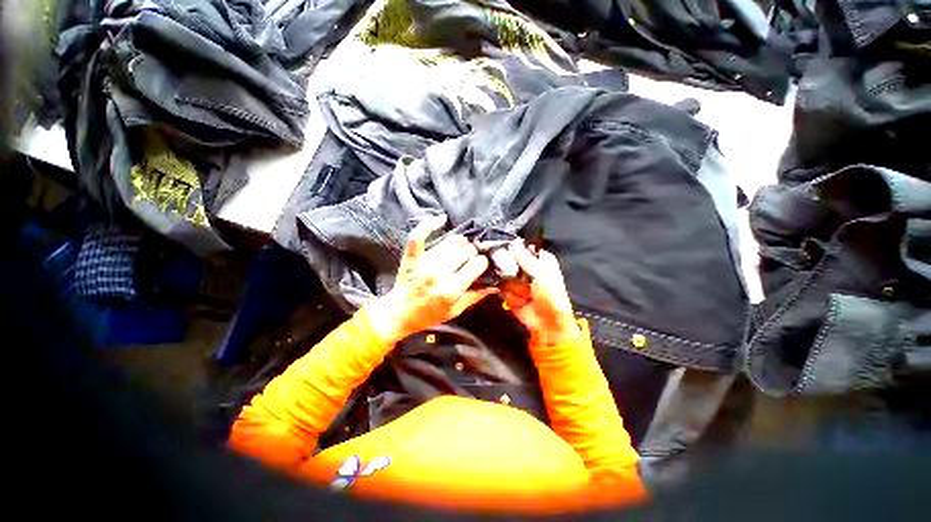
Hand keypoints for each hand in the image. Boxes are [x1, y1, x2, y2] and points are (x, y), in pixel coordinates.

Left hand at [366, 216, 495, 343]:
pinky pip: (420, 234)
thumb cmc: (429, 314)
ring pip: (452, 241)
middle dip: (473, 252)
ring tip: (461, 247)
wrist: (399, 313)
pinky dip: (430, 224)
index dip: (483, 262)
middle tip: (471, 257)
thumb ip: (474, 297)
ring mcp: (425, 262)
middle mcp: (439, 273)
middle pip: (466, 250)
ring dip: (461, 242)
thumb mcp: (454, 311)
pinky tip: (442, 219)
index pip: (477, 264)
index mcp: (451, 289)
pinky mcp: (412, 256)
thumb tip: (495, 284)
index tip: (481, 264)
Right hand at [501, 241, 581, 346]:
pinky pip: (501, 288)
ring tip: (523, 293)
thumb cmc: (551, 297)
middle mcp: (528, 268)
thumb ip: (527, 259)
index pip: (523, 247)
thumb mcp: (541, 275)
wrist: (548, 324)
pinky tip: (518, 299)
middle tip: (512, 273)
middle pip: (509, 260)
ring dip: (511, 285)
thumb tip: (515, 243)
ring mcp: (517, 281)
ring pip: (503, 274)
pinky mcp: (509, 292)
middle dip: (508, 267)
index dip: (514, 247)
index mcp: (540, 260)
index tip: (504, 247)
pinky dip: (508, 295)